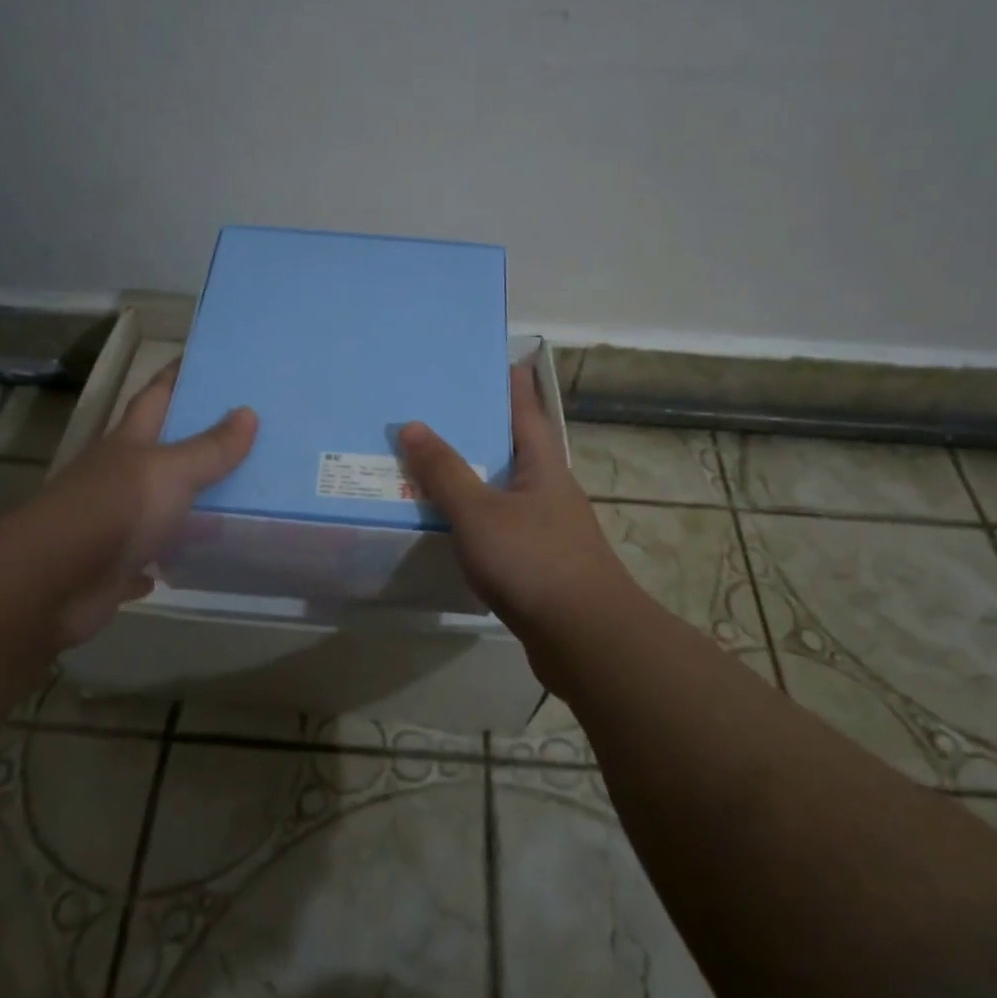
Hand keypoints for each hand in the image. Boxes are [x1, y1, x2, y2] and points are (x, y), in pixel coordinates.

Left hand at [31, 360, 256, 646]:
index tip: (203, 360)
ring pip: (156, 506)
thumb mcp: (172, 471)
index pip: (155, 396)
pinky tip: (189, 559)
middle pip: (158, 450)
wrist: (51, 583)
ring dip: (184, 504)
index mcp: (130, 443)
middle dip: (192, 441)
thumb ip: (210, 447)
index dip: (176, 376)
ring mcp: (112, 522)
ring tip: (233, 498)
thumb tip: (248, 412)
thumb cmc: (115, 510)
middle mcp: (118, 477)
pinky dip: (164, 558)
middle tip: (241, 432)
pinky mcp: (111, 567)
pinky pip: (146, 558)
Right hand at [399, 364, 639, 648]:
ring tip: (432, 463)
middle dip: (480, 428)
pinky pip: (500, 525)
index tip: (490, 358)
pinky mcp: (539, 563)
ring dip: (474, 475)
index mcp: (543, 465)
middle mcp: (549, 489)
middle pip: (514, 447)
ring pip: (504, 489)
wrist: (584, 638)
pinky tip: (449, 523)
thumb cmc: (533, 561)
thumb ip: (444, 471)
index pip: (526, 409)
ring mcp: (548, 528)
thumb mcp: (479, 511)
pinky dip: (475, 516)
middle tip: (437, 410)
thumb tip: (412, 425)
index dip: (510, 382)